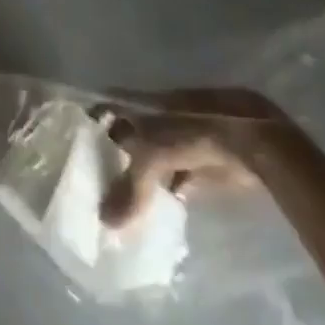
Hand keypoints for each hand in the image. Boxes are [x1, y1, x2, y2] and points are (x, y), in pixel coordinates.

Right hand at [90, 88, 282, 227]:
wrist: (250, 140)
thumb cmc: (193, 133)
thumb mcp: (154, 157)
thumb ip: (131, 188)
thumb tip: (104, 222)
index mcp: (143, 103)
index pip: (109, 104)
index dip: (93, 117)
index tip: (74, 136)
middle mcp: (159, 116)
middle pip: (130, 132)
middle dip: (115, 151)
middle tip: (93, 176)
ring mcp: (183, 137)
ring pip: (154, 156)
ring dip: (142, 175)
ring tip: (120, 199)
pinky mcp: (204, 162)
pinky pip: (177, 175)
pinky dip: (168, 191)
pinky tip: (160, 209)